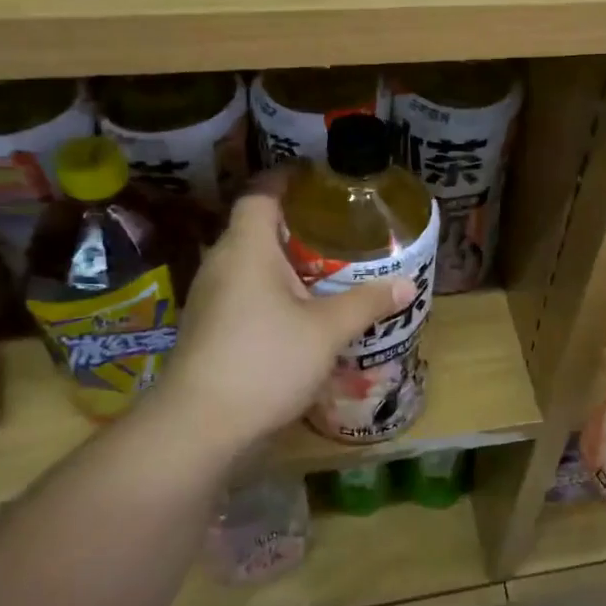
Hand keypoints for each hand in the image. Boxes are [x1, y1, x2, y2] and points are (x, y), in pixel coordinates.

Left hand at [150, 188, 414, 462]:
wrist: (199, 426)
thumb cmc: (264, 362)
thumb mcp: (326, 331)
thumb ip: (366, 303)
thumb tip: (407, 285)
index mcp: (246, 248)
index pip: (261, 194)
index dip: (288, 180)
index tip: (322, 181)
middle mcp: (222, 264)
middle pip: (258, 228)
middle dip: (299, 226)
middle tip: (341, 230)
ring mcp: (211, 298)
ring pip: (253, 265)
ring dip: (288, 263)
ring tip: (330, 269)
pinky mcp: (209, 328)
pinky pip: (246, 293)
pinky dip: (275, 292)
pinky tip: (302, 313)